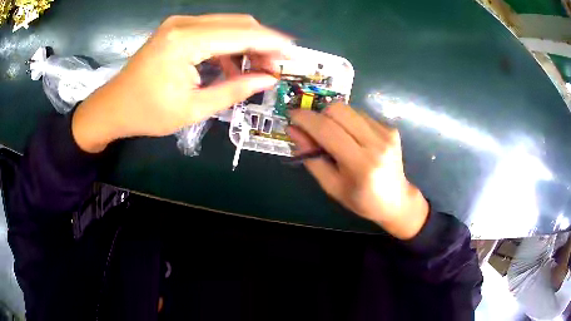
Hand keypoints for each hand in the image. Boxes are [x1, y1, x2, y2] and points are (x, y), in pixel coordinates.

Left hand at [72, 14, 291, 152]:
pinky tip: (232, 64)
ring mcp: (179, 24)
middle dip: (262, 43)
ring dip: (247, 44)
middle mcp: (184, 24)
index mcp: (185, 42)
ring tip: (256, 69)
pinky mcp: (177, 29)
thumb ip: (234, 91)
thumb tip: (267, 80)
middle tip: (273, 68)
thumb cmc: (147, 113)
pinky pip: (213, 30)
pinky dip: (228, 45)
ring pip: (228, 24)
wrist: (113, 107)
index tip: (292, 54)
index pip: (241, 33)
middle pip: (238, 23)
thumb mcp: (192, 109)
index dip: (271, 43)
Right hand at [288, 104, 428, 239]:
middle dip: (319, 114)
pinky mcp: (390, 128)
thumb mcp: (331, 186)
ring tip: (334, 136)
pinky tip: (352, 138)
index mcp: (361, 165)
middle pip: (339, 110)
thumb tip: (294, 130)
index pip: (328, 130)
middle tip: (313, 129)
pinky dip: (349, 122)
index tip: (292, 116)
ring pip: (349, 109)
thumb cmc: (361, 199)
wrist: (396, 200)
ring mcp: (386, 132)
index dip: (305, 119)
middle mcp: (376, 143)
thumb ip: (311, 158)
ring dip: (334, 118)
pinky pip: (360, 114)